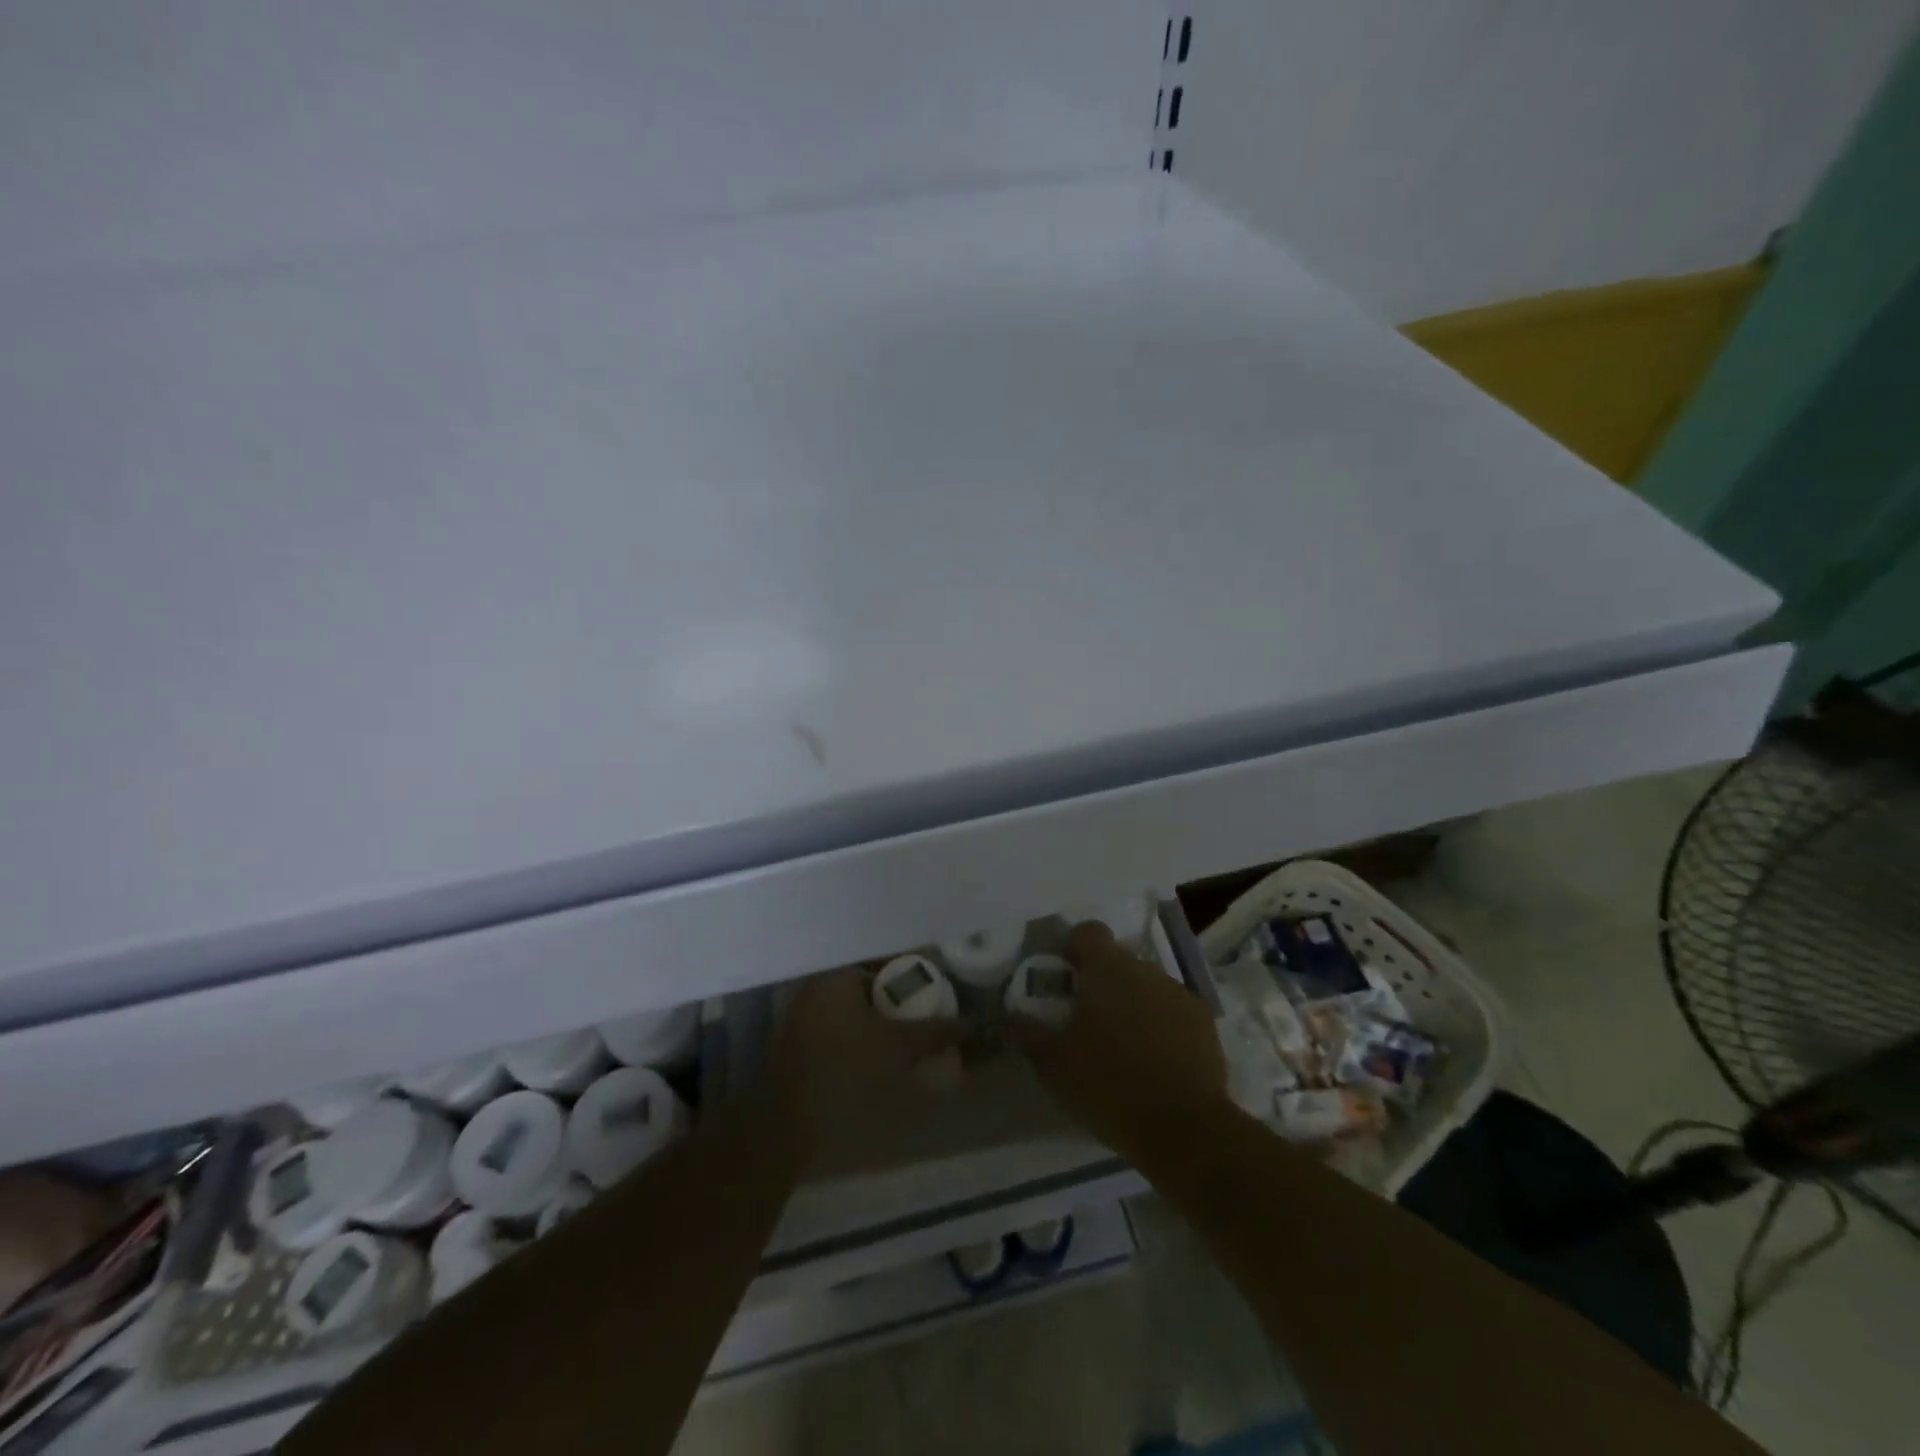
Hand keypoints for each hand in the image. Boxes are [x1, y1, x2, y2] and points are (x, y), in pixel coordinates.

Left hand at [762, 967, 960, 1163]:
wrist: (783, 1128)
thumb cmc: (844, 1074)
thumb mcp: (899, 1050)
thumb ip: (935, 1032)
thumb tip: (971, 1023)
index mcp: (837, 976)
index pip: (886, 962)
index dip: (917, 975)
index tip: (939, 993)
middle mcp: (815, 988)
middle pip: (870, 986)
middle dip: (899, 1002)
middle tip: (927, 1020)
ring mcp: (799, 1018)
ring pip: (853, 1011)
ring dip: (880, 1024)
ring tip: (909, 1043)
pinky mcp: (793, 1048)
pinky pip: (837, 1032)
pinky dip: (859, 1040)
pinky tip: (877, 1062)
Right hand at [1008, 922, 1226, 1166]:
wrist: (1184, 1128)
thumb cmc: (1109, 1085)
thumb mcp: (1053, 1064)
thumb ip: (1028, 1033)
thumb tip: (1008, 1017)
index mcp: (1108, 969)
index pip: (1088, 931)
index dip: (1072, 947)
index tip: (1063, 976)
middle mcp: (1146, 970)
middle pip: (1117, 960)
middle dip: (1101, 981)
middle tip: (1085, 1018)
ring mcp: (1179, 994)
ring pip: (1146, 985)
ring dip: (1131, 1002)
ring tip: (1120, 1044)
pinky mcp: (1204, 1023)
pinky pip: (1172, 1010)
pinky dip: (1159, 1024)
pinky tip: (1153, 1060)